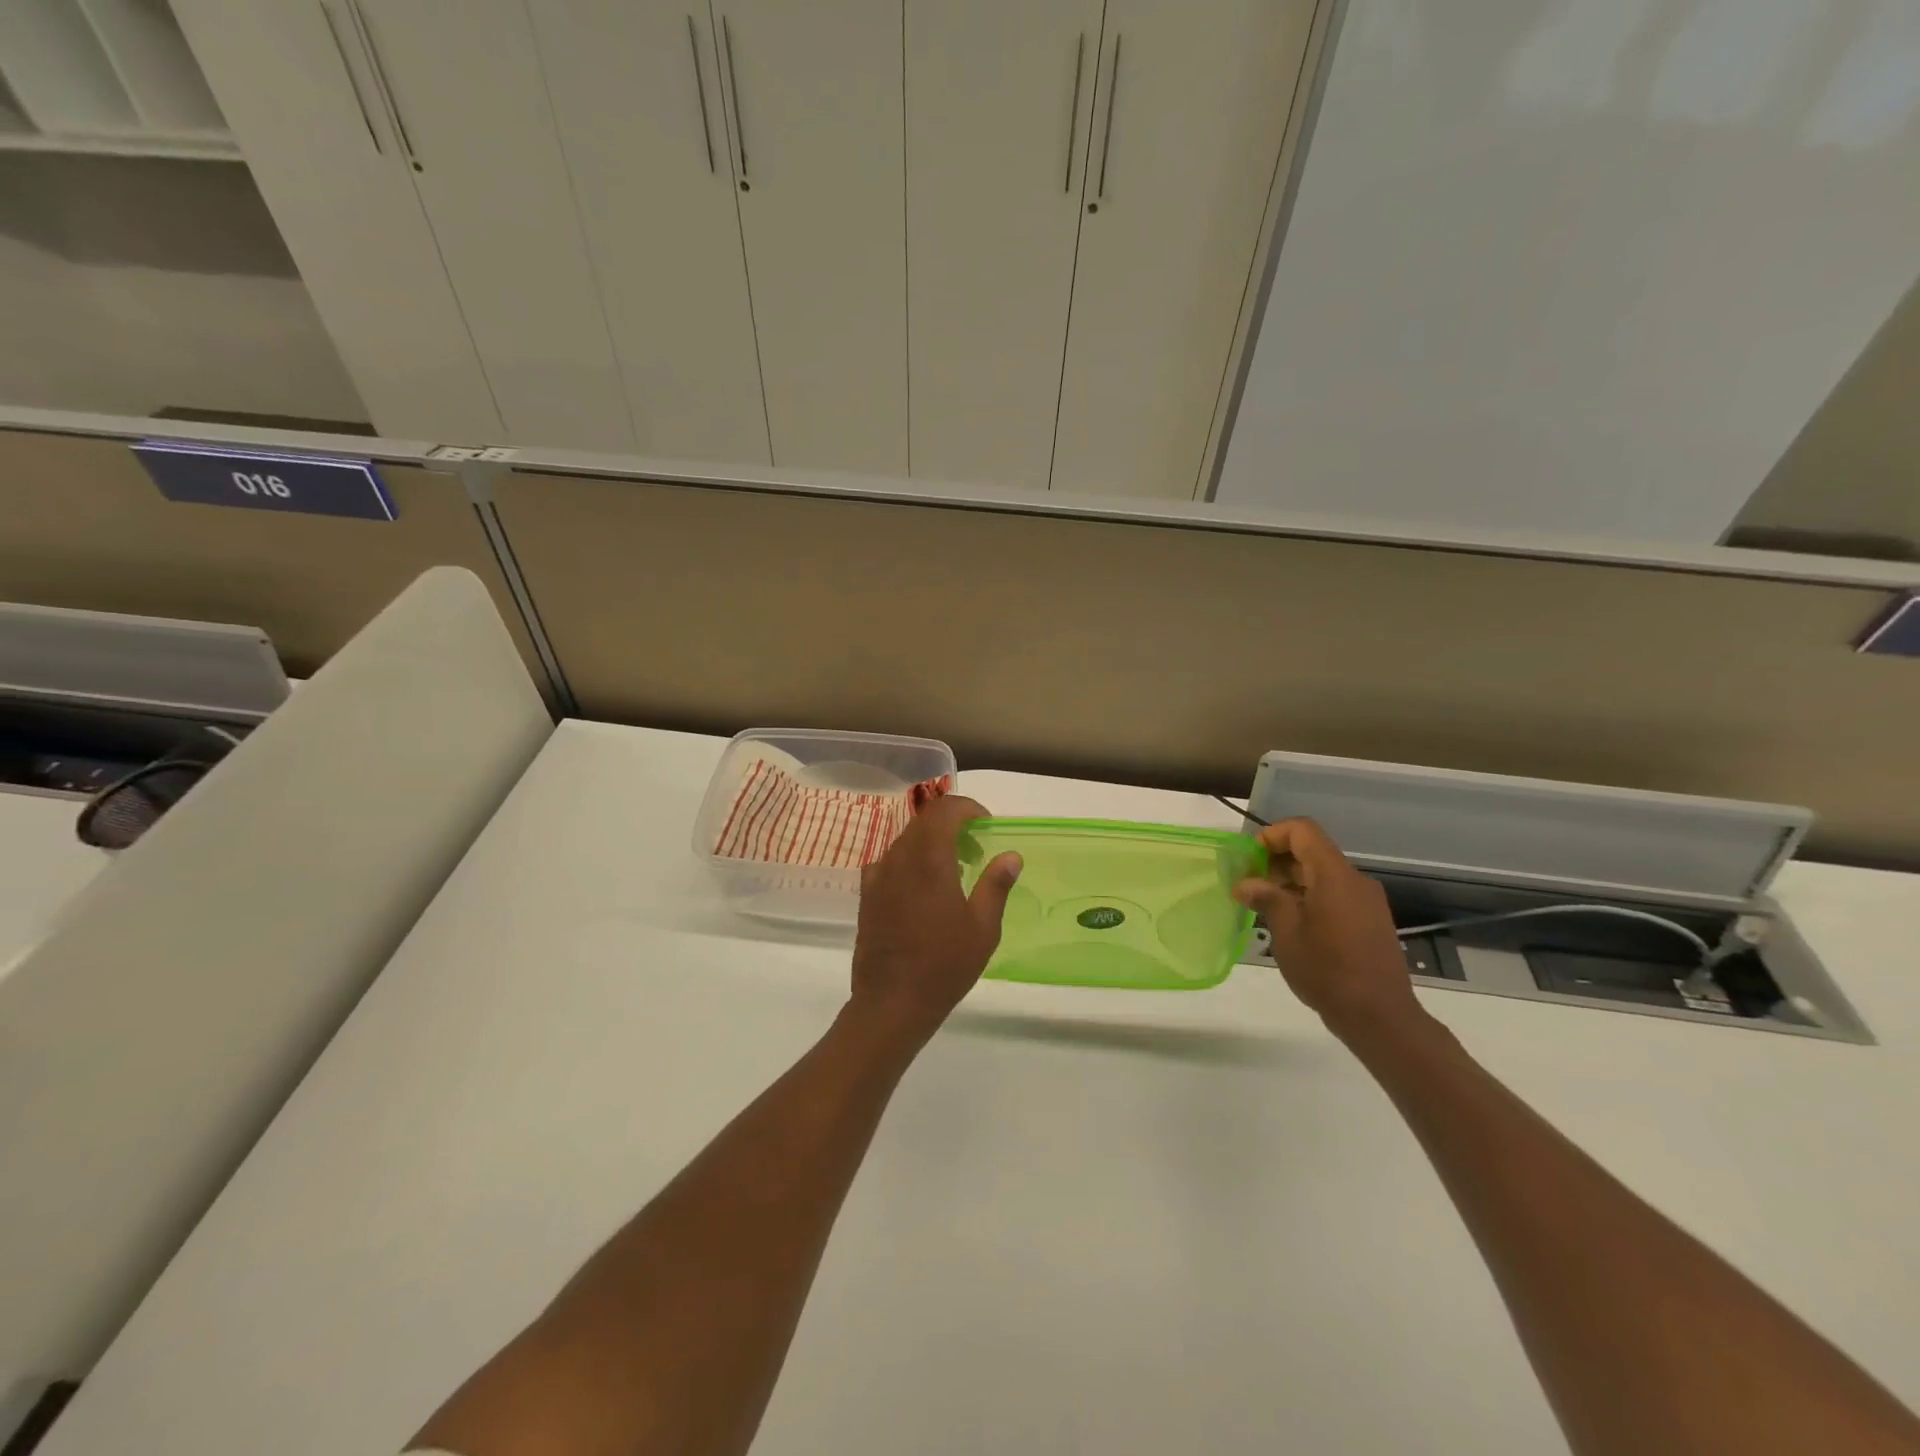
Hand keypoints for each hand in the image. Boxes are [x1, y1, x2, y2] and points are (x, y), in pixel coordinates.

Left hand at [848, 795, 1022, 1049]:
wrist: (891, 1003)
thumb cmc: (944, 965)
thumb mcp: (983, 928)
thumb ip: (996, 885)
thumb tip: (1010, 856)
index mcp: (929, 859)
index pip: (945, 810)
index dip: (968, 809)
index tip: (986, 826)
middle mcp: (899, 858)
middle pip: (924, 821)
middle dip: (952, 824)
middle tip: (975, 850)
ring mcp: (878, 876)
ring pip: (906, 839)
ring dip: (931, 842)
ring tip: (953, 870)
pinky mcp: (867, 894)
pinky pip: (889, 861)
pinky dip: (910, 861)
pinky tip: (922, 888)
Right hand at [1232, 817, 1428, 1042]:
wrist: (1380, 1017)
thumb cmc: (1327, 970)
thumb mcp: (1287, 933)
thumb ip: (1267, 899)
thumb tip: (1245, 884)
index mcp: (1335, 875)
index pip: (1303, 830)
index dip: (1272, 836)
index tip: (1249, 861)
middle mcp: (1355, 880)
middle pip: (1312, 851)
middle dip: (1277, 861)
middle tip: (1250, 886)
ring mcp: (1367, 902)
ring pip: (1323, 874)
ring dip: (1291, 882)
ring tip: (1266, 908)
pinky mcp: (1371, 921)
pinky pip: (1336, 895)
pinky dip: (1310, 897)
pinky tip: (1292, 925)